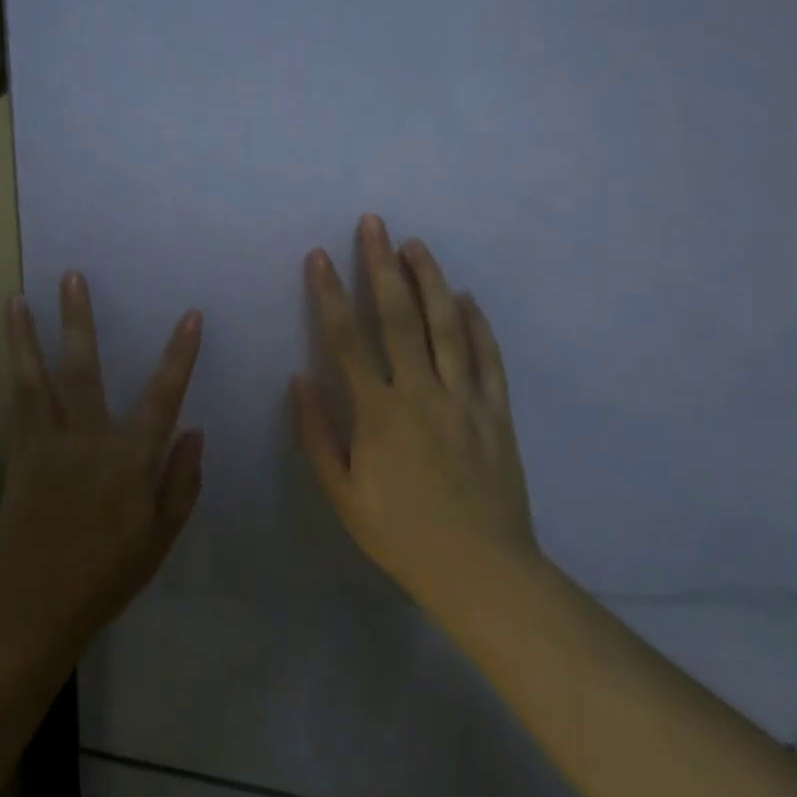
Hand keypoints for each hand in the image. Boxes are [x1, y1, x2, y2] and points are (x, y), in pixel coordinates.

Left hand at [0, 272, 204, 667]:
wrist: (34, 608)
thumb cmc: (106, 576)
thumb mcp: (160, 538)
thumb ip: (181, 483)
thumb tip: (195, 431)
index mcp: (128, 460)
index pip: (162, 396)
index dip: (179, 355)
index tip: (190, 316)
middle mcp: (85, 440)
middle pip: (83, 368)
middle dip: (79, 319)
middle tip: (71, 276)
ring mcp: (45, 445)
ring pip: (35, 378)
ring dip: (25, 336)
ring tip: (15, 299)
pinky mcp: (18, 456)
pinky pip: (16, 404)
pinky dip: (14, 373)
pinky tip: (12, 353)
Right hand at [292, 216, 538, 614]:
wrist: (481, 572)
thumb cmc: (401, 535)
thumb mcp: (342, 495)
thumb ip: (317, 435)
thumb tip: (300, 379)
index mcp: (379, 413)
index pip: (347, 339)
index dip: (330, 294)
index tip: (319, 255)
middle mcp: (421, 393)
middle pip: (400, 316)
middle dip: (382, 265)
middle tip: (374, 224)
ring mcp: (464, 398)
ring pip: (447, 325)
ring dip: (430, 280)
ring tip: (415, 244)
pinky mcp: (496, 411)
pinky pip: (487, 357)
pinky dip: (477, 323)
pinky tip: (467, 297)